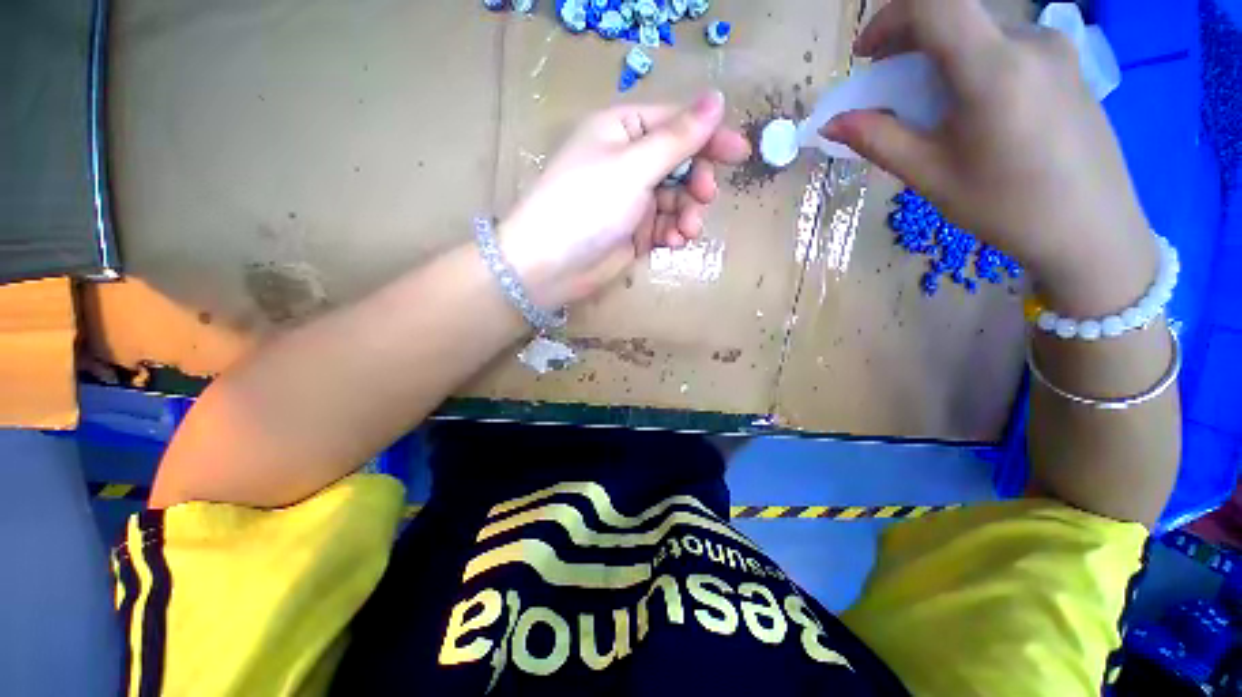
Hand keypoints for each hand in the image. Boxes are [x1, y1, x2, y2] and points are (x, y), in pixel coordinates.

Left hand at [498, 91, 749, 308]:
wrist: (551, 266)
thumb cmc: (587, 206)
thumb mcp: (634, 167)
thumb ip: (678, 138)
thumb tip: (717, 100)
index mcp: (622, 130)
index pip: (676, 123)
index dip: (709, 136)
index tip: (741, 153)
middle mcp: (627, 161)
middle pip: (679, 163)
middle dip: (696, 181)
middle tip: (705, 198)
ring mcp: (630, 199)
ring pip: (675, 199)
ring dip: (687, 213)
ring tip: (686, 231)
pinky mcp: (633, 231)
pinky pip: (664, 225)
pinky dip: (672, 232)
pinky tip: (673, 243)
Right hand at [823, 0, 1155, 314]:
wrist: (1092, 229)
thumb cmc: (1006, 207)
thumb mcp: (931, 175)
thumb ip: (879, 139)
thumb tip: (832, 123)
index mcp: (994, 68)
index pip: (934, 4)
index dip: (889, 18)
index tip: (866, 54)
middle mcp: (1029, 40)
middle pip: (955, 16)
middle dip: (908, 43)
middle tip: (888, 87)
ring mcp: (1055, 47)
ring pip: (979, 33)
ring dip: (940, 57)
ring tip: (931, 108)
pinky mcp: (1067, 61)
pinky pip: (1005, 46)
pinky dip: (971, 63)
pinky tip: (971, 108)